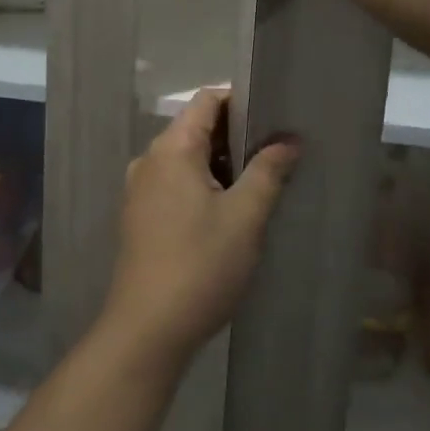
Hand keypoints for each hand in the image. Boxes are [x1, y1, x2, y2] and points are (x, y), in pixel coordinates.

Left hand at [97, 89, 299, 372]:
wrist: (147, 329)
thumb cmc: (200, 264)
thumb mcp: (245, 216)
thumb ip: (268, 171)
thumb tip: (289, 140)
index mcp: (171, 148)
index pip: (206, 101)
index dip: (241, 101)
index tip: (275, 117)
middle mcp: (150, 159)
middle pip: (196, 128)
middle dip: (237, 137)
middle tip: (279, 153)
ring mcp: (140, 189)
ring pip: (187, 159)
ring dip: (223, 165)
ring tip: (262, 183)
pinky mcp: (141, 216)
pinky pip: (176, 183)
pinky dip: (204, 185)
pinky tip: (231, 212)